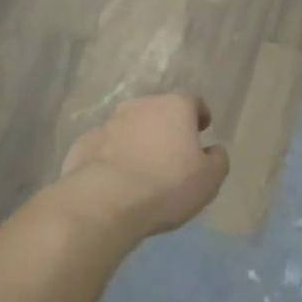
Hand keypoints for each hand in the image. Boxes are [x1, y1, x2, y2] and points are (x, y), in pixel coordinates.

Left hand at [59, 93, 228, 237]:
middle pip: (158, 111)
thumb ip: (218, 159)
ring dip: (138, 141)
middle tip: (173, 153)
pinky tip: (116, 180)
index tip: (202, 130)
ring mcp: (108, 123)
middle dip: (166, 128)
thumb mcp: (210, 179)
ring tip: (142, 169)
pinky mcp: (84, 144)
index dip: (199, 114)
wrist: (105, 201)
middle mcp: (140, 106)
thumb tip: (213, 150)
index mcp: (174, 107)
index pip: (192, 100)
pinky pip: (105, 147)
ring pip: (129, 127)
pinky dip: (113, 157)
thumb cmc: (167, 185)